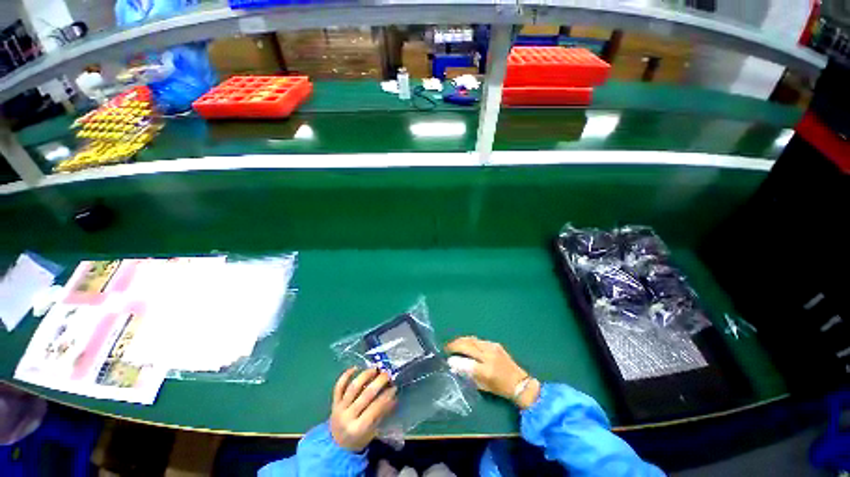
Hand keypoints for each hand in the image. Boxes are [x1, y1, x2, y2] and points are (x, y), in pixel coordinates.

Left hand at [330, 368, 396, 451]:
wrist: (336, 446)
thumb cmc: (358, 439)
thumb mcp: (372, 431)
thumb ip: (382, 414)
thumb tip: (394, 397)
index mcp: (358, 428)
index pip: (375, 408)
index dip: (386, 396)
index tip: (394, 387)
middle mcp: (348, 417)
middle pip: (365, 395)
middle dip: (378, 382)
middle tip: (387, 374)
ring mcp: (339, 409)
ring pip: (352, 388)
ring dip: (364, 376)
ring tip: (374, 369)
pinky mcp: (334, 402)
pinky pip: (339, 387)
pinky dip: (346, 376)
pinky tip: (355, 368)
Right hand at [446, 336, 540, 408]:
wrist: (519, 382)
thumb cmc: (500, 388)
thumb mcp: (482, 386)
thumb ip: (467, 375)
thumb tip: (453, 365)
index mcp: (486, 370)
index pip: (466, 361)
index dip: (454, 359)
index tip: (446, 358)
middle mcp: (488, 355)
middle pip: (467, 344)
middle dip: (455, 344)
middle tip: (446, 347)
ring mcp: (492, 347)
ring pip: (472, 339)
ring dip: (461, 340)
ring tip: (454, 344)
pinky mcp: (495, 344)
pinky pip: (478, 340)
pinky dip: (469, 341)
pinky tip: (466, 344)